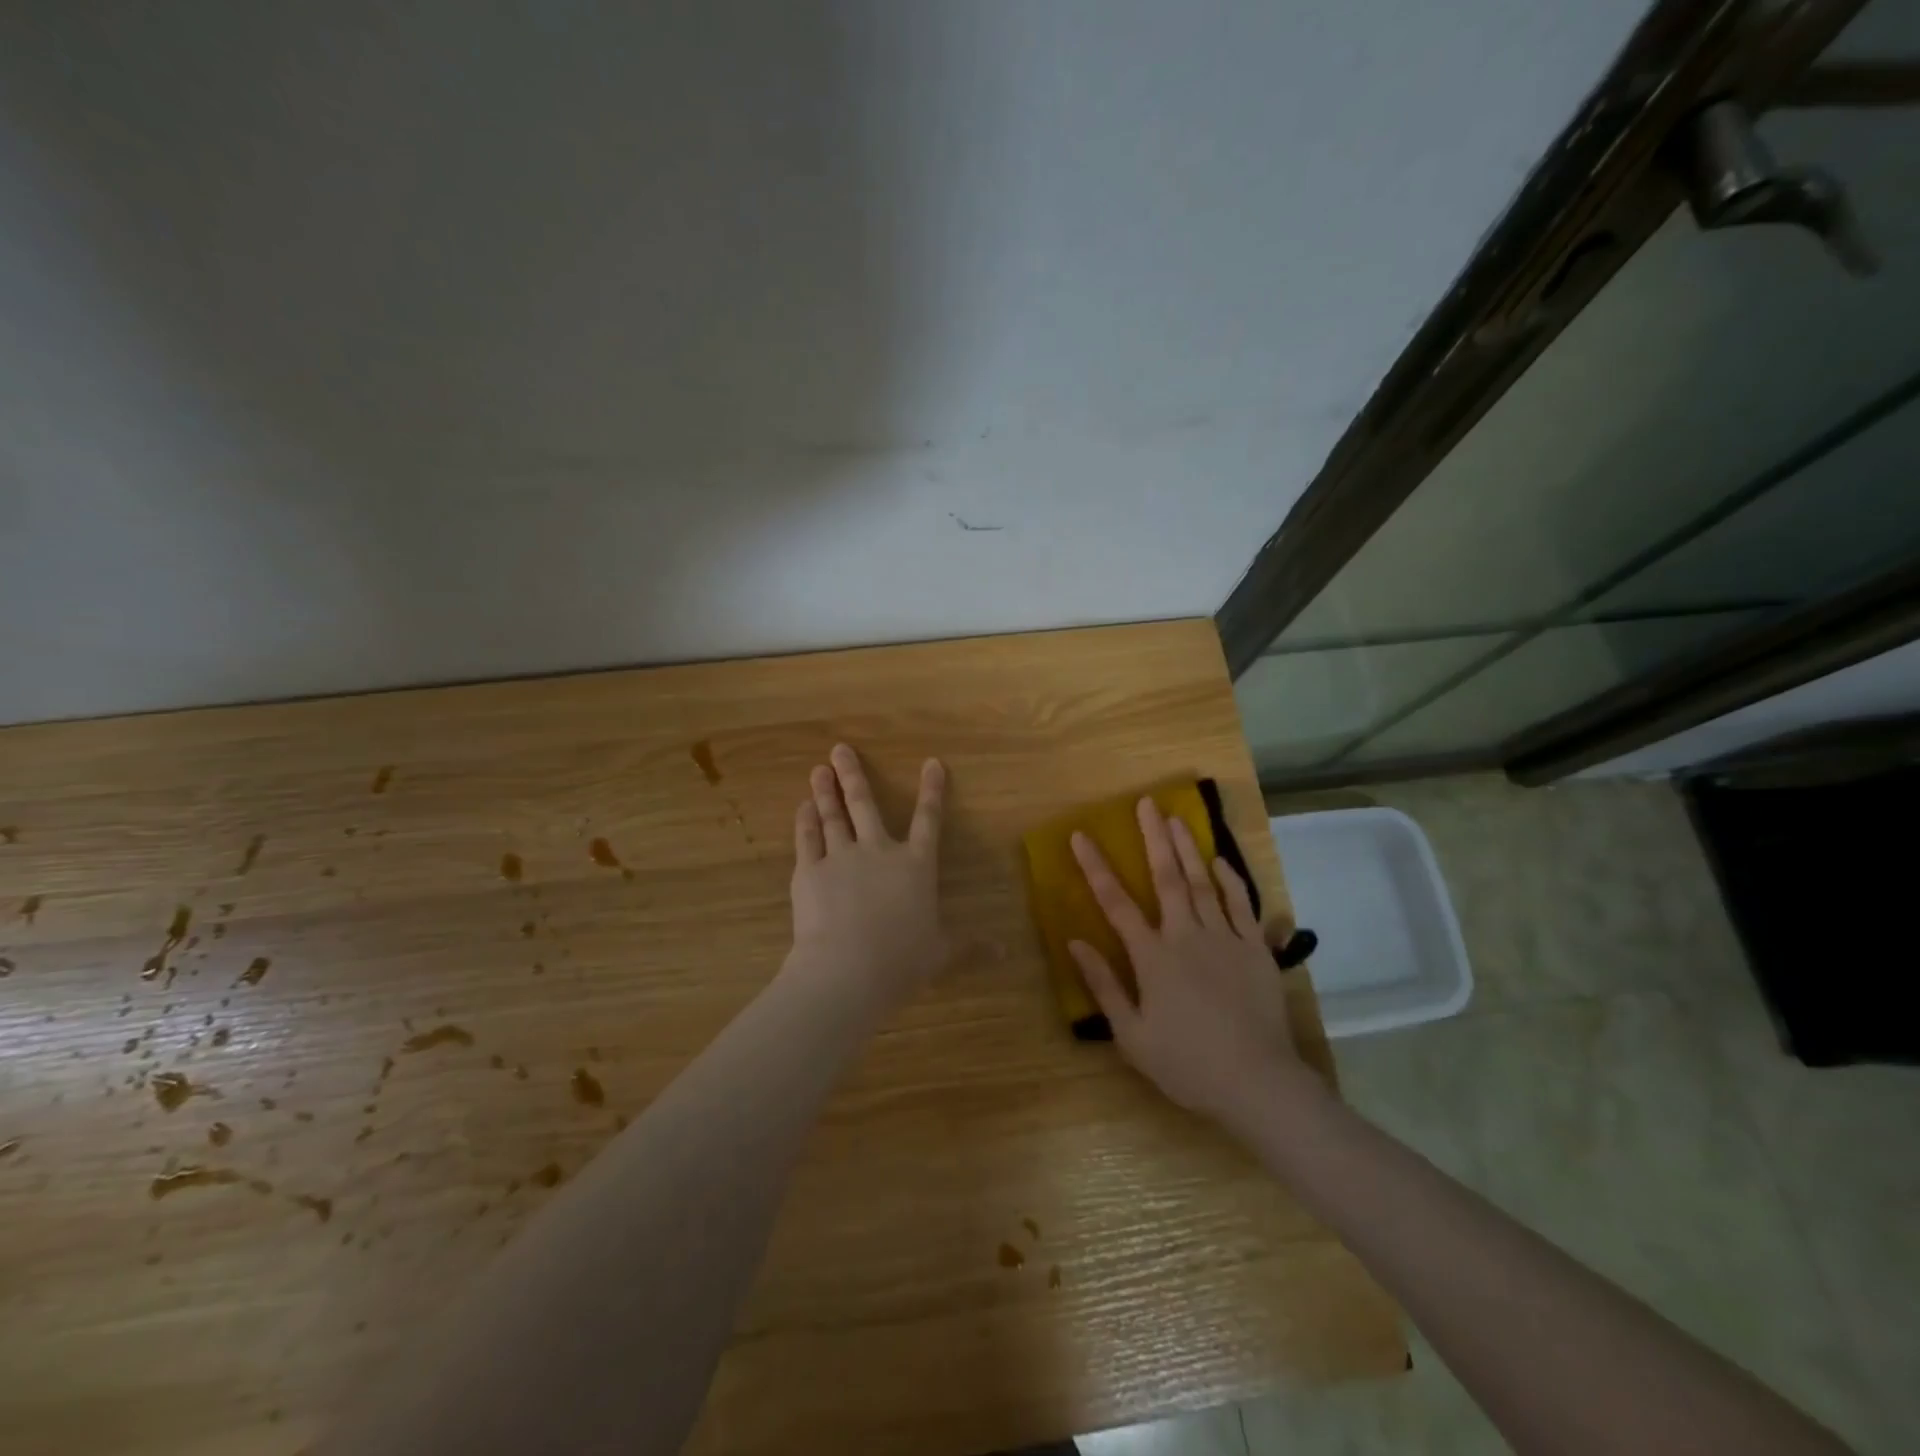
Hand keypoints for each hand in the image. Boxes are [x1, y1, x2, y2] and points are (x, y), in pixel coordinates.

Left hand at [788, 743, 949, 1007]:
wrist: (849, 968)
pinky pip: (807, 839)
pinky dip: (805, 822)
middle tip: (839, 748)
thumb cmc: (903, 960)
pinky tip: (803, 807)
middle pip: (865, 805)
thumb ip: (970, 946)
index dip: (932, 791)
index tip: (932, 762)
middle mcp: (878, 851)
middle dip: (853, 775)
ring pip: (833, 816)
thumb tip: (1004, 952)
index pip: (928, 820)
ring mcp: (841, 857)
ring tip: (818, 769)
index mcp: (915, 865)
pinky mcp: (810, 871)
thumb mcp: (942, 953)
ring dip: (825, 792)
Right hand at [1069, 797, 1320, 1129]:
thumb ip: (1104, 985)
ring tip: (1176, 818)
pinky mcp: (1255, 950)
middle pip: (1166, 878)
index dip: (1096, 867)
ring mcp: (1224, 939)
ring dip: (1187, 848)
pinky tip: (1220, 860)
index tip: (1081, 836)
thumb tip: (1074, 942)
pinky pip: (1241, 905)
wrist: (1257, 1083)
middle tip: (1146, 802)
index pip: (1116, 903)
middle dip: (1152, 837)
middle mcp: (1186, 936)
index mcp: (1152, 957)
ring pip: (1203, 882)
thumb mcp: (1132, 1035)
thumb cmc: (1187, 1064)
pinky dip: (1230, 880)